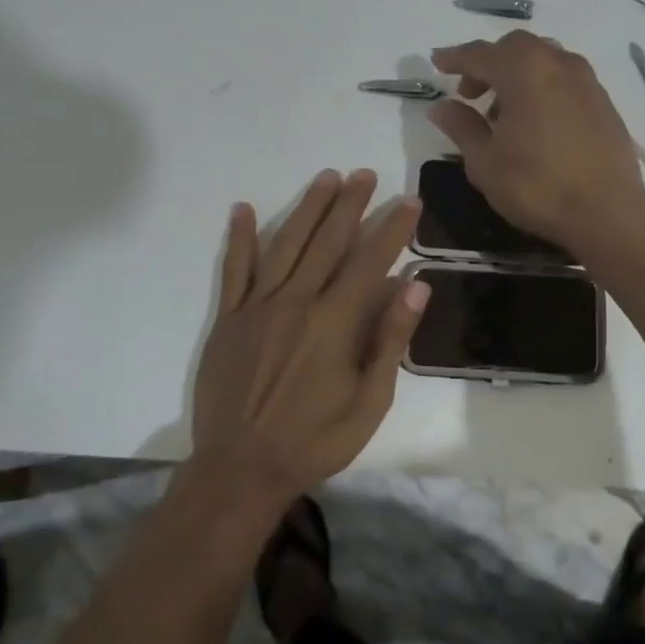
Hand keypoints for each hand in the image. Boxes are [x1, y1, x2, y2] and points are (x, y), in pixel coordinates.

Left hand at [191, 169, 427, 502]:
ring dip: (308, 208)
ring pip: (286, 244)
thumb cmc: (316, 440)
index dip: (392, 229)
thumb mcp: (370, 400)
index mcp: (334, 322)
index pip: (370, 261)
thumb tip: (415, 285)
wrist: (241, 469)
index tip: (408, 201)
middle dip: (350, 204)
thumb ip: (390, 338)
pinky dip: (239, 238)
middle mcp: (296, 302)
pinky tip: (244, 209)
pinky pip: (234, 270)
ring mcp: (258, 307)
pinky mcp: (228, 318)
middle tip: (365, 174)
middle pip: (328, 241)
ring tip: (326, 178)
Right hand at [429, 32, 644, 249]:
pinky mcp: (603, 102)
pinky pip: (564, 79)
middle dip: (488, 64)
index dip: (454, 58)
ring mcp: (586, 81)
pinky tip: (536, 121)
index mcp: (524, 70)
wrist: (607, 211)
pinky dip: (542, 87)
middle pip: (515, 48)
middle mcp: (557, 63)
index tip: (436, 63)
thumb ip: (462, 127)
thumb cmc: (536, 185)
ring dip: (517, 75)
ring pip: (543, 60)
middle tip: (469, 93)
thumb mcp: (485, 161)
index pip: (480, 54)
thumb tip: (441, 107)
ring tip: (503, 112)